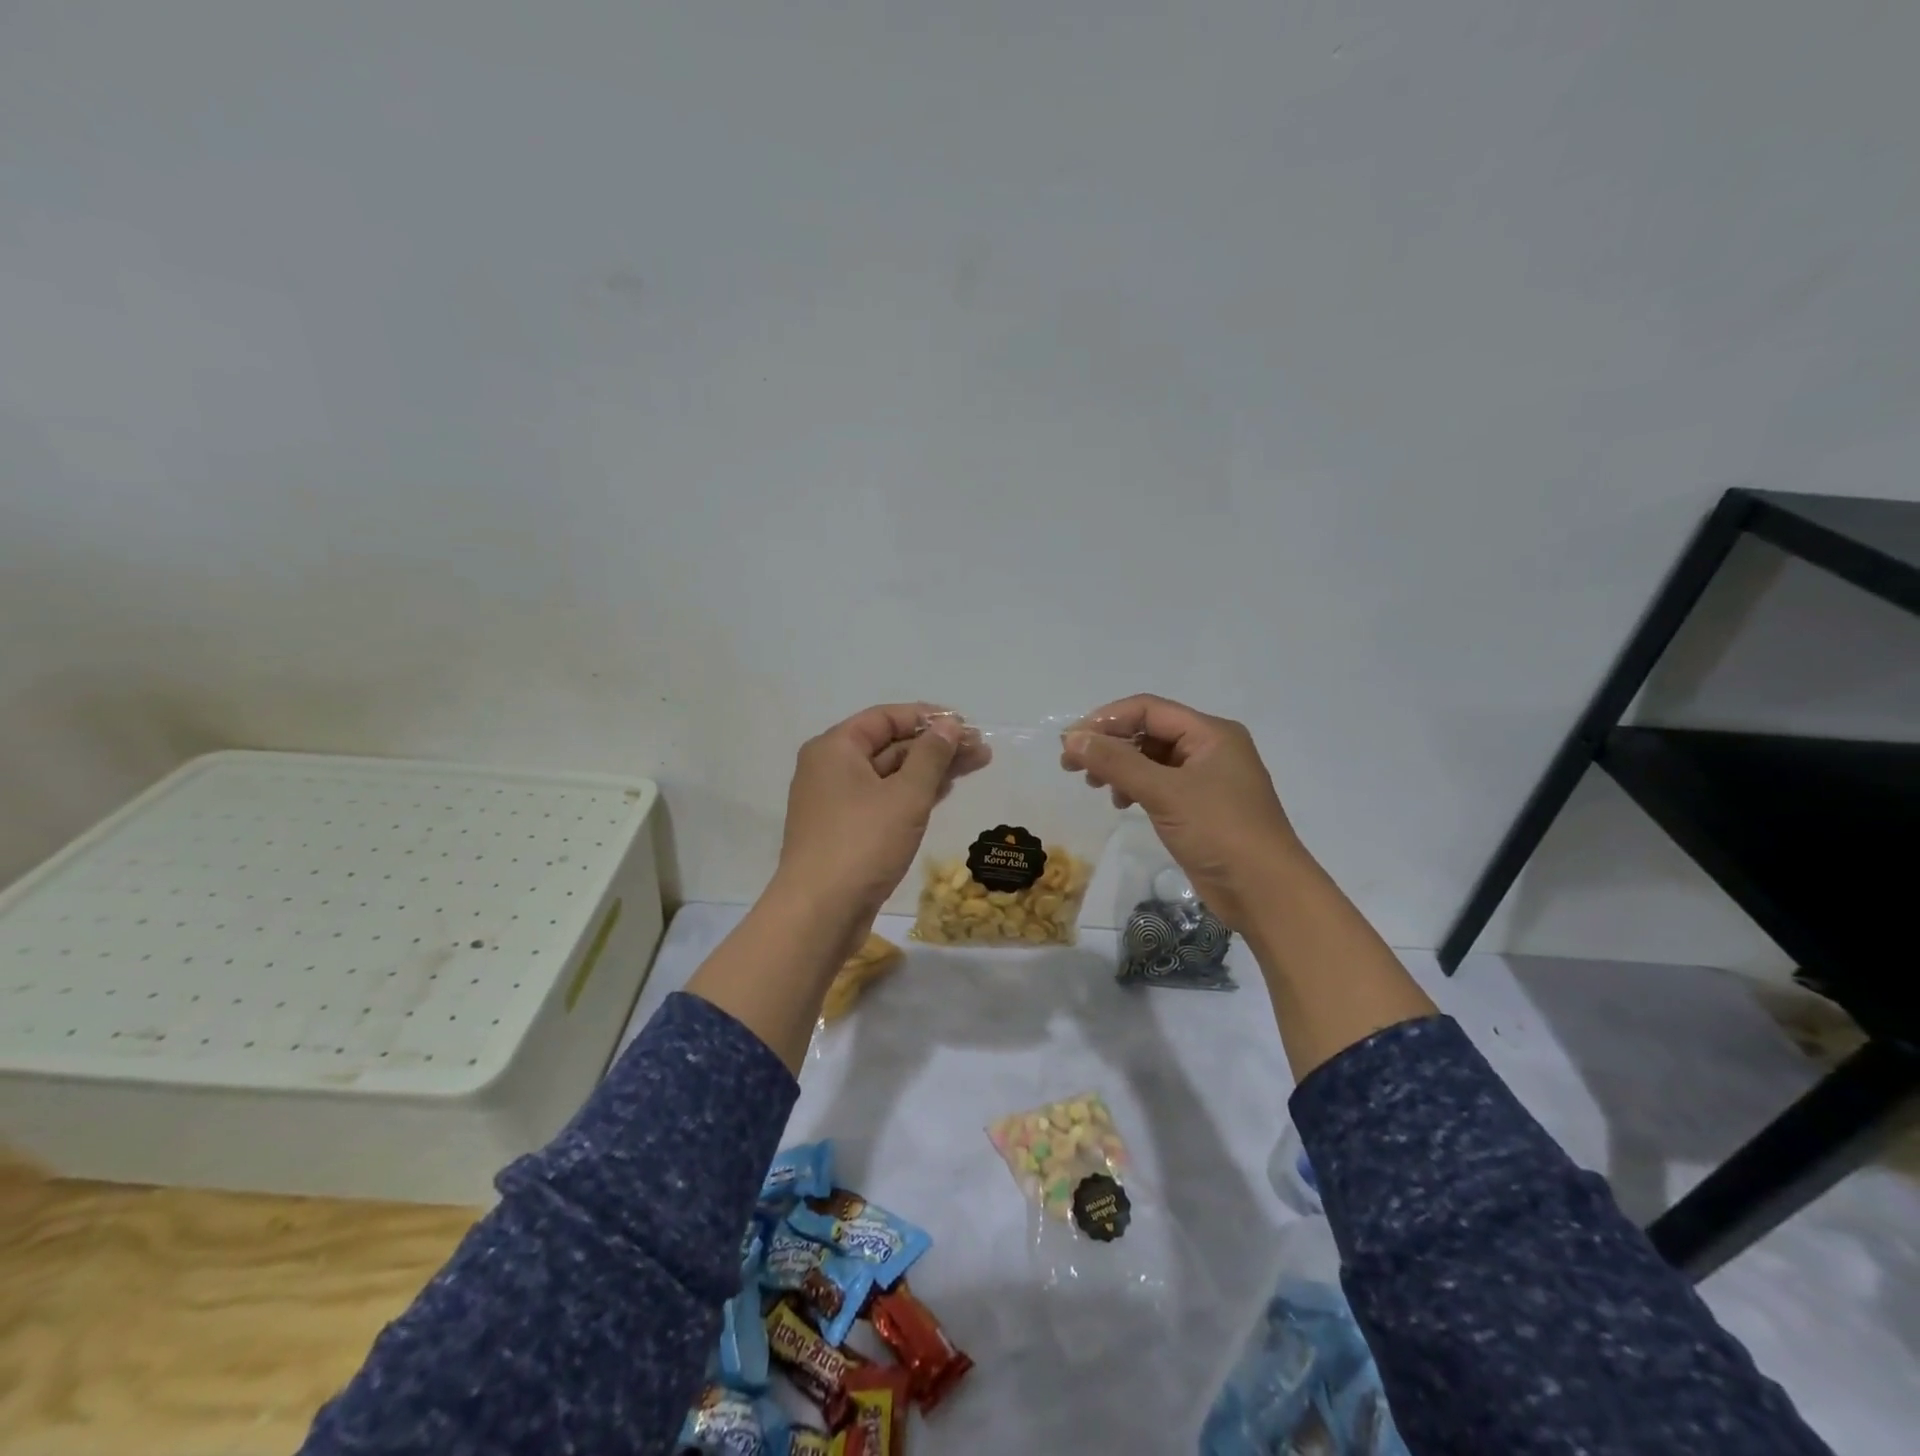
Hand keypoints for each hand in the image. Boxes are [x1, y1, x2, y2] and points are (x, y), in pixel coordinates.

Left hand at [772, 703, 984, 926]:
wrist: (820, 912)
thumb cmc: (863, 843)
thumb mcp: (906, 795)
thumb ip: (931, 756)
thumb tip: (949, 725)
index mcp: (835, 748)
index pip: (885, 717)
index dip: (928, 717)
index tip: (965, 725)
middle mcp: (830, 768)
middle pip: (889, 745)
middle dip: (936, 746)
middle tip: (981, 750)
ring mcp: (835, 802)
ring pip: (889, 774)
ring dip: (930, 769)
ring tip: (974, 766)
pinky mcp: (845, 831)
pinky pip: (883, 799)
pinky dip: (913, 794)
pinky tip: (943, 792)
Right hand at [1061, 694, 1305, 931]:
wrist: (1266, 893)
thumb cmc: (1220, 832)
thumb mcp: (1164, 792)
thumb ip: (1116, 762)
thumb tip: (1072, 738)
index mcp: (1210, 733)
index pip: (1148, 709)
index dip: (1107, 720)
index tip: (1071, 741)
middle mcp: (1210, 748)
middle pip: (1149, 731)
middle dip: (1110, 744)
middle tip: (1072, 766)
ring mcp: (1206, 779)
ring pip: (1152, 759)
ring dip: (1119, 767)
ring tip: (1095, 786)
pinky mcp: (1200, 807)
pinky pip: (1160, 784)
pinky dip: (1135, 787)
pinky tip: (1121, 803)